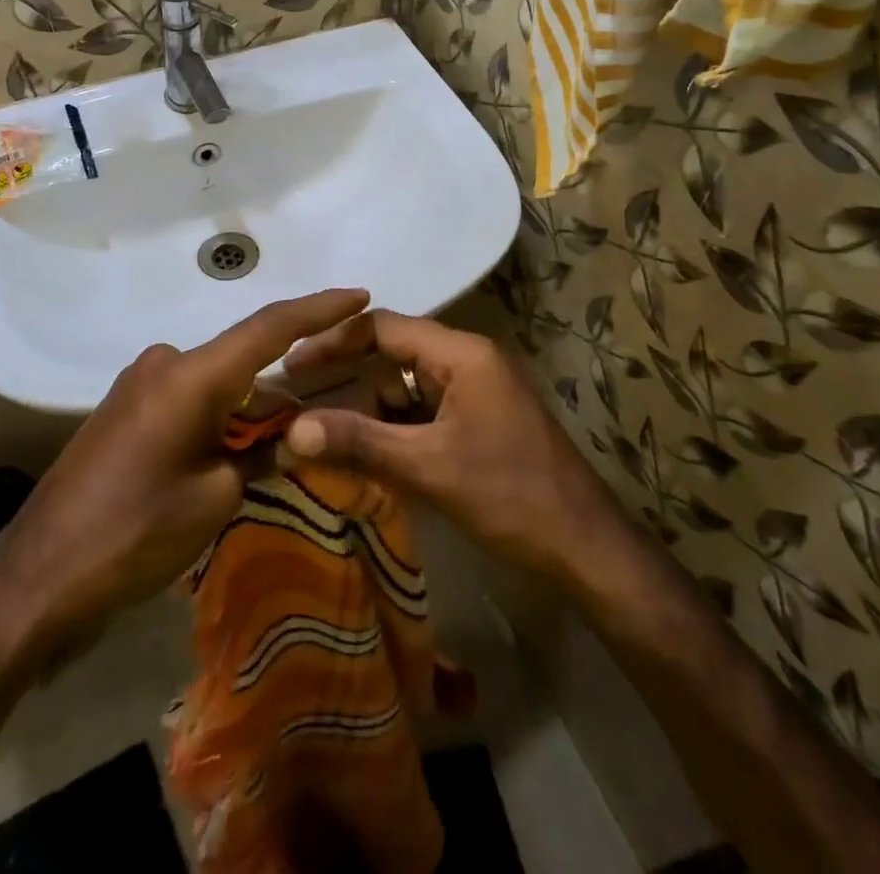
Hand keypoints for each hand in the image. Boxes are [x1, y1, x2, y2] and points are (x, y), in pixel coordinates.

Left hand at [0, 288, 371, 656]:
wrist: (39, 574)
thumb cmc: (135, 534)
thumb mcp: (215, 498)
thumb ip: (260, 454)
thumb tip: (287, 434)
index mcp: (191, 375)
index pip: (269, 327)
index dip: (318, 308)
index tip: (359, 296)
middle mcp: (164, 363)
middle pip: (242, 361)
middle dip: (280, 391)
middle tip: (315, 426)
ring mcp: (139, 382)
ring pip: (215, 383)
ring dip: (246, 412)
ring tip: (269, 458)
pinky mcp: (124, 407)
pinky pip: (187, 398)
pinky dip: (216, 418)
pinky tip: (225, 458)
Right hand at [282, 310, 618, 582]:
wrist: (588, 552)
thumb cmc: (510, 497)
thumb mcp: (428, 468)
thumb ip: (358, 443)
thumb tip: (291, 430)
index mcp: (461, 353)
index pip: (383, 327)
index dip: (334, 342)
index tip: (293, 367)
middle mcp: (468, 360)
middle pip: (392, 354)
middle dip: (349, 379)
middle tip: (301, 403)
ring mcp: (476, 391)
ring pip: (405, 386)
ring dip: (370, 409)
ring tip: (327, 436)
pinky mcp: (479, 420)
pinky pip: (423, 411)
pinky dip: (394, 428)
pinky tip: (368, 454)